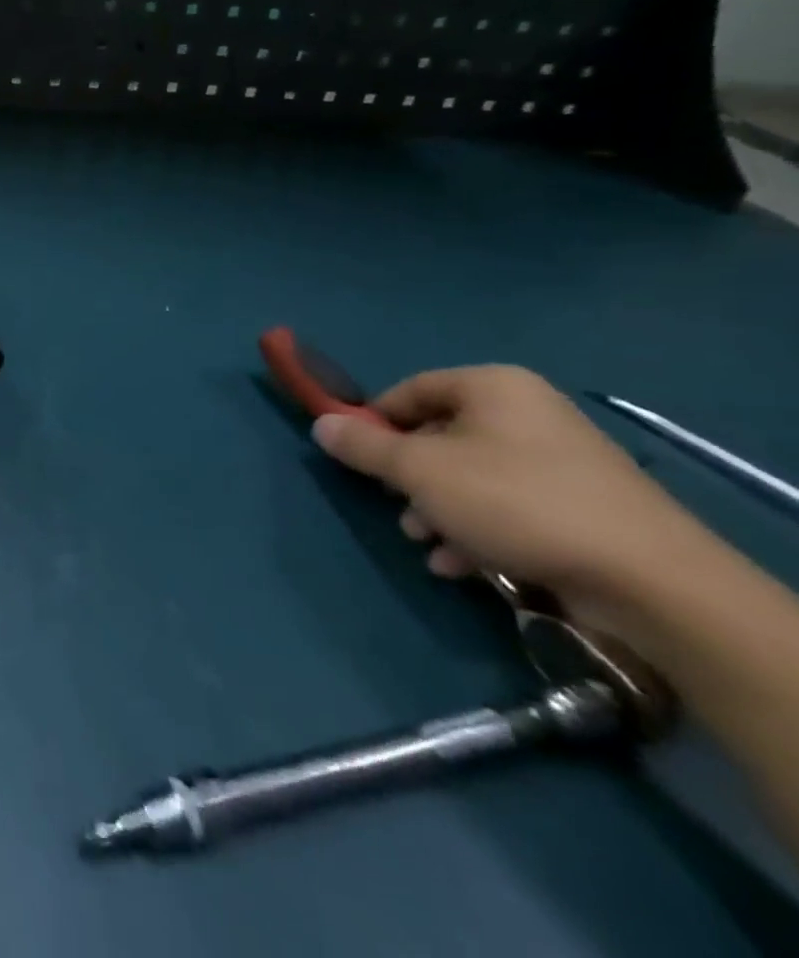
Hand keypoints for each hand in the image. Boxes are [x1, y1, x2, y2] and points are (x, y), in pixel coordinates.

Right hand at [312, 366, 711, 628]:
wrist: (649, 581)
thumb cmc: (515, 502)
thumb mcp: (419, 470)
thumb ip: (363, 445)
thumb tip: (321, 424)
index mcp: (493, 388)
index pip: (409, 390)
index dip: (374, 420)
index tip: (354, 456)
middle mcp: (527, 414)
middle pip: (439, 435)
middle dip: (407, 475)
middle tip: (392, 505)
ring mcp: (560, 462)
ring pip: (469, 476)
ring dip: (435, 508)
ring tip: (425, 542)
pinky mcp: (580, 508)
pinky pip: (506, 507)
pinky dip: (475, 530)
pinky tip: (460, 564)